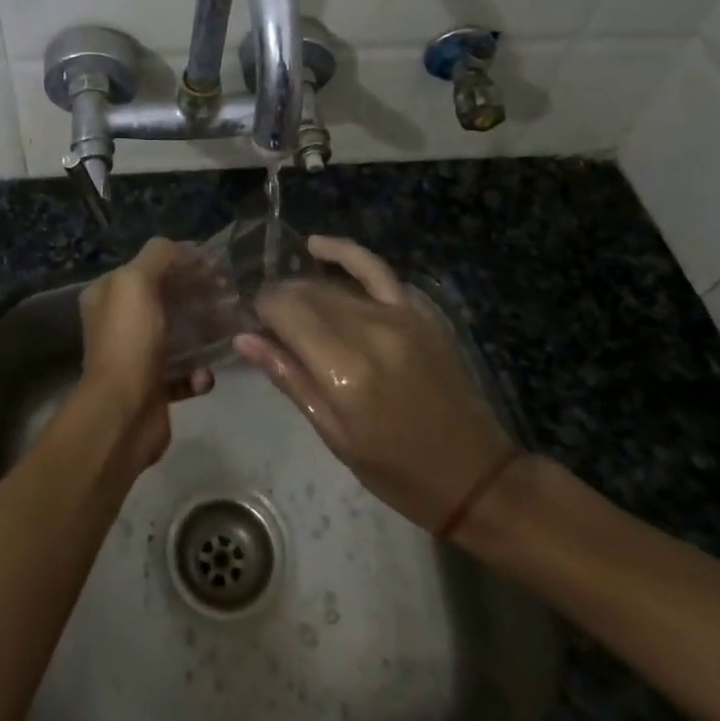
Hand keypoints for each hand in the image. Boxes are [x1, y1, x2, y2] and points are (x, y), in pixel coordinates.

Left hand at [77, 237, 213, 470]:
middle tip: (228, 294)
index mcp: (107, 295)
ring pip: (177, 336)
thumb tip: (185, 249)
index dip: (179, 262)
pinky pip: (184, 374)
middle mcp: (117, 323)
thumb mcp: (137, 281)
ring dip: (202, 333)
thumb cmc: (129, 340)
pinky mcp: (153, 388)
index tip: (214, 265)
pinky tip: (206, 375)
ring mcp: (135, 357)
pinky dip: (198, 374)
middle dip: (196, 296)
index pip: (146, 266)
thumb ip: (159, 256)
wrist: (124, 413)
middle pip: (164, 300)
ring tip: (227, 328)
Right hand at [234, 235, 518, 533]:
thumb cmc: (396, 470)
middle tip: (268, 324)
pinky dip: (344, 253)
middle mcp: (370, 332)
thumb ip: (289, 378)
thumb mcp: (334, 435)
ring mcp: (398, 316)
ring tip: (288, 303)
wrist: (475, 474)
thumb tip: (244, 338)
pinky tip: (316, 246)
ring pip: (332, 284)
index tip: (253, 325)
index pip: (285, 312)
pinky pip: (375, 269)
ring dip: (303, 288)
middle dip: (279, 301)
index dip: (261, 311)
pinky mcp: (417, 311)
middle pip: (306, 294)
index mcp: (345, 371)